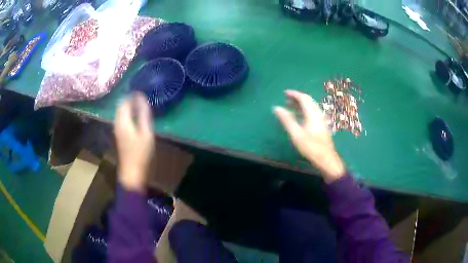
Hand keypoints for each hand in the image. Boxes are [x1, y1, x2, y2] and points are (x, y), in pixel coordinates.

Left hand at [114, 93, 154, 191]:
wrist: (131, 171)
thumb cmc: (140, 153)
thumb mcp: (146, 133)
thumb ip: (143, 115)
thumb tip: (142, 99)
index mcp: (123, 121)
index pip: (124, 101)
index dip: (132, 95)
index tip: (141, 93)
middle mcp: (117, 123)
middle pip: (120, 105)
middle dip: (129, 99)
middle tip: (141, 97)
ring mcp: (116, 129)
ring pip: (119, 112)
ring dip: (128, 106)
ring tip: (139, 105)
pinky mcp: (118, 134)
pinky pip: (121, 118)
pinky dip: (127, 113)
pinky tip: (135, 116)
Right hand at [274, 90, 344, 182]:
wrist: (326, 159)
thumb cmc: (311, 147)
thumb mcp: (296, 134)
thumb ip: (287, 119)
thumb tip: (276, 107)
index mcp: (312, 113)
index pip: (303, 98)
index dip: (294, 94)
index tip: (284, 93)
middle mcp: (318, 113)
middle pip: (308, 100)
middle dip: (297, 98)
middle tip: (286, 98)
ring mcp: (321, 119)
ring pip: (311, 106)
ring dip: (301, 104)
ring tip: (290, 105)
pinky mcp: (322, 125)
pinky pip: (312, 112)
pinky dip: (304, 110)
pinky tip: (299, 116)